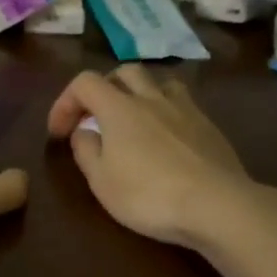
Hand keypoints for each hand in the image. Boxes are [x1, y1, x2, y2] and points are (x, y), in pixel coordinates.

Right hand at [47, 65, 258, 247]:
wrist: (216, 204)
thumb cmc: (149, 195)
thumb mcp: (101, 181)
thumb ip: (86, 150)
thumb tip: (83, 132)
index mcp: (119, 108)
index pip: (84, 82)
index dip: (66, 101)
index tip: (59, 132)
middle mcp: (152, 98)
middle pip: (125, 72)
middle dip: (105, 89)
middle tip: (98, 118)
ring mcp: (186, 109)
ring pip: (159, 83)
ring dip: (141, 95)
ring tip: (137, 121)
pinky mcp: (210, 126)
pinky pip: (183, 105)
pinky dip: (168, 113)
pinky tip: (169, 140)